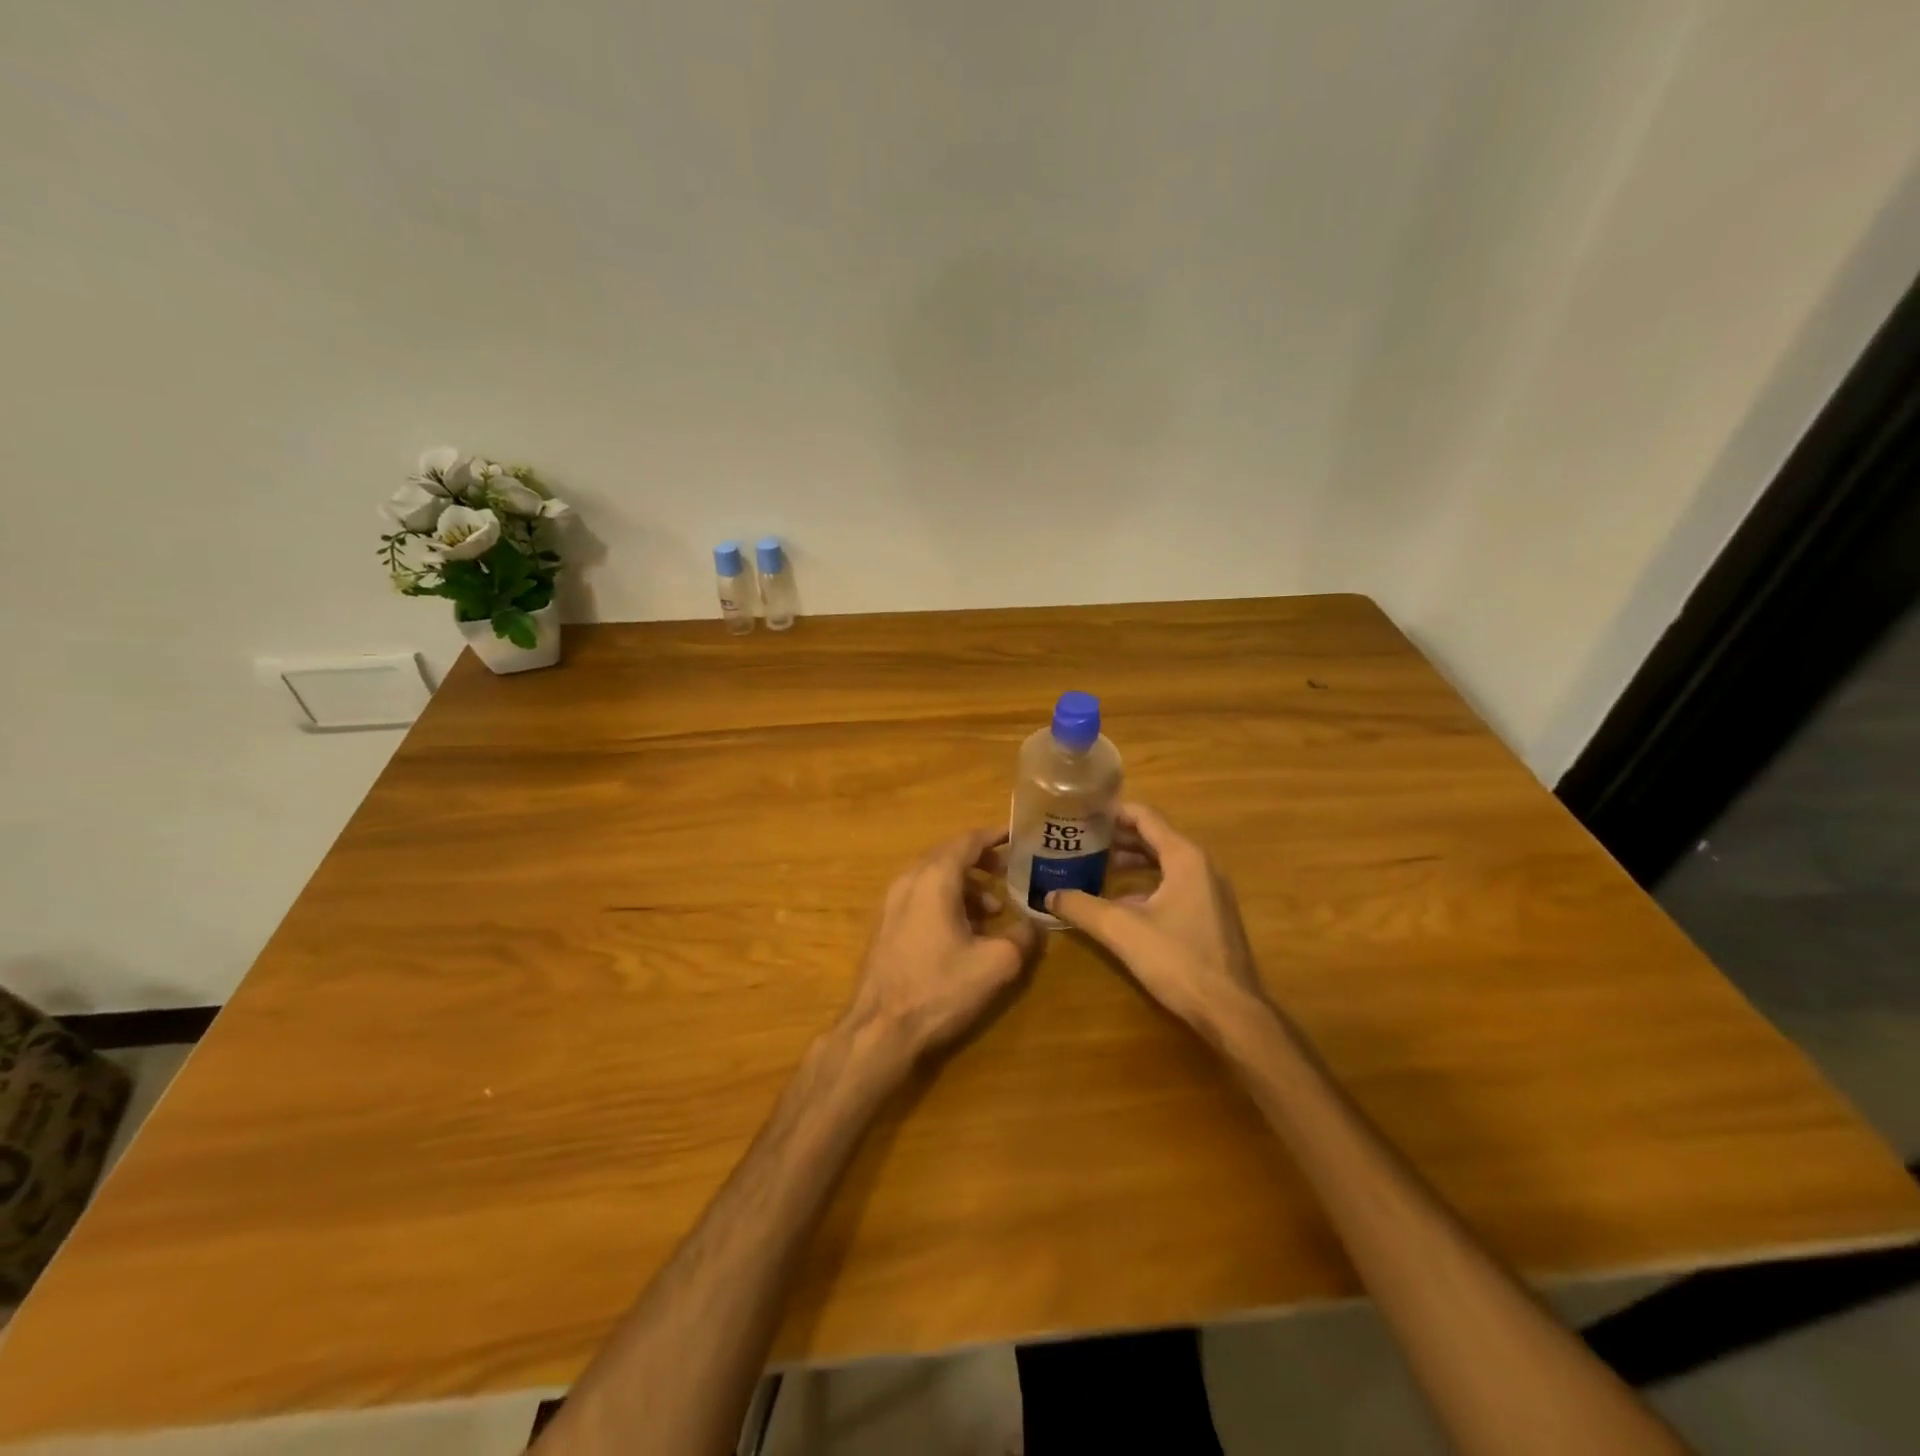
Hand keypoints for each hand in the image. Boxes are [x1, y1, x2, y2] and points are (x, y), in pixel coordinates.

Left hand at [842, 827, 1041, 1065]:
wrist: (880, 1029)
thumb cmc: (939, 989)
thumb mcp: (996, 964)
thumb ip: (1022, 937)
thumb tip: (1035, 925)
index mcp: (935, 878)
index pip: (968, 841)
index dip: (994, 836)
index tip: (1017, 835)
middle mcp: (909, 881)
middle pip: (948, 855)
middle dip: (981, 861)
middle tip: (1009, 871)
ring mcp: (891, 903)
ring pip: (933, 878)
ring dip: (965, 886)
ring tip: (992, 911)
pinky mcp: (885, 926)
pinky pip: (920, 897)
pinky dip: (945, 900)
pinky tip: (963, 931)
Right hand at [1047, 803, 1270, 1038]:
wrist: (1230, 1010)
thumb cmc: (1178, 960)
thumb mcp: (1122, 930)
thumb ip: (1082, 907)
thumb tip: (1049, 895)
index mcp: (1185, 857)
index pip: (1145, 816)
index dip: (1113, 811)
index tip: (1083, 813)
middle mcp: (1201, 865)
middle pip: (1154, 837)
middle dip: (1117, 837)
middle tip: (1081, 839)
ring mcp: (1209, 890)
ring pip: (1164, 862)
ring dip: (1131, 861)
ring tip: (1095, 865)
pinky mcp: (1210, 913)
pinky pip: (1173, 883)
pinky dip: (1146, 883)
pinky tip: (1119, 901)